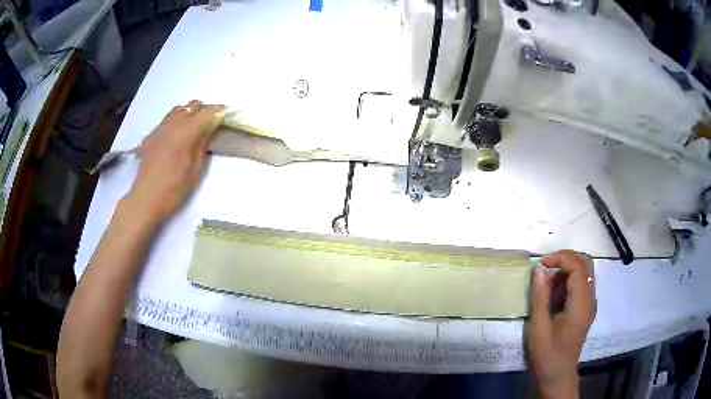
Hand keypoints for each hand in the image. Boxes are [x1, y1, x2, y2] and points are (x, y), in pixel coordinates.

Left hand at [125, 100, 224, 222]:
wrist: (146, 198)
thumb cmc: (174, 188)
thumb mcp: (195, 170)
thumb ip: (202, 146)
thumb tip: (209, 130)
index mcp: (187, 131)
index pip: (207, 112)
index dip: (218, 111)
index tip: (226, 115)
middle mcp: (174, 123)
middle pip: (193, 105)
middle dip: (204, 111)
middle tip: (210, 125)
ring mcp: (161, 127)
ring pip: (179, 109)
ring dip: (189, 114)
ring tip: (193, 129)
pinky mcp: (153, 135)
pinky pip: (168, 119)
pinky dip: (177, 121)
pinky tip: (177, 137)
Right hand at [528, 250, 596, 398]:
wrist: (558, 375)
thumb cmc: (547, 354)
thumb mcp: (539, 326)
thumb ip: (541, 296)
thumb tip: (540, 270)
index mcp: (581, 304)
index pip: (578, 267)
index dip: (560, 258)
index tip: (541, 264)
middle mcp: (590, 299)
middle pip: (586, 263)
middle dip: (566, 258)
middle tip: (546, 266)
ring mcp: (590, 304)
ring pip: (585, 272)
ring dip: (567, 269)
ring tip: (548, 284)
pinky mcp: (586, 309)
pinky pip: (582, 284)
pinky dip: (569, 280)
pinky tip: (555, 294)